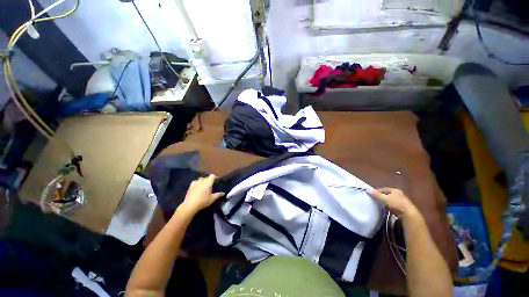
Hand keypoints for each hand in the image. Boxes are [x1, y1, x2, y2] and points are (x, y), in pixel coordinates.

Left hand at [181, 174, 224, 212]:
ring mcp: (196, 183)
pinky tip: (197, 186)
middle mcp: (202, 181)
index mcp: (208, 183)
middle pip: (207, 177)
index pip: (212, 176)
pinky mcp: (190, 186)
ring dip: (203, 180)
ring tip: (204, 185)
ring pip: (201, 179)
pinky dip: (197, 182)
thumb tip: (223, 193)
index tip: (217, 180)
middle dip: (209, 179)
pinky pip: (195, 181)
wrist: (190, 205)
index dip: (215, 177)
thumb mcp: (212, 199)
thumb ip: (218, 195)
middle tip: (211, 185)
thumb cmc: (203, 201)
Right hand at [369, 187, 417, 215]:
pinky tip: (386, 209)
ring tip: (379, 205)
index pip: (383, 189)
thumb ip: (376, 195)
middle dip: (381, 196)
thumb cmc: (396, 204)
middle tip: (375, 199)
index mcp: (395, 190)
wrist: (408, 214)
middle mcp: (399, 194)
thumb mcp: (385, 199)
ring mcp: (402, 200)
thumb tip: (368, 190)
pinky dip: (389, 206)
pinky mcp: (403, 207)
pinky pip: (393, 205)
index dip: (377, 191)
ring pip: (390, 200)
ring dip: (385, 202)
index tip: (372, 194)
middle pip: (387, 194)